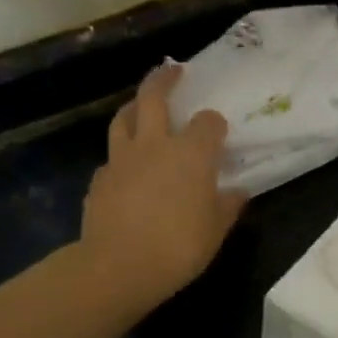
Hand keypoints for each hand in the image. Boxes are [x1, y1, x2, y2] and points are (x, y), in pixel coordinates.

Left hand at [79, 65, 244, 314]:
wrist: (119, 266)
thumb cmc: (179, 247)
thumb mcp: (216, 230)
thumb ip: (227, 206)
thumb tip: (237, 192)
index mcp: (191, 153)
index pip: (208, 122)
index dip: (215, 125)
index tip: (219, 133)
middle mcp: (155, 145)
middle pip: (154, 97)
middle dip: (164, 80)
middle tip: (172, 70)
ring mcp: (122, 159)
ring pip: (124, 118)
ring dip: (133, 106)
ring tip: (140, 106)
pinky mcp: (100, 179)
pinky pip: (112, 157)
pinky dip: (122, 155)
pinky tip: (127, 168)